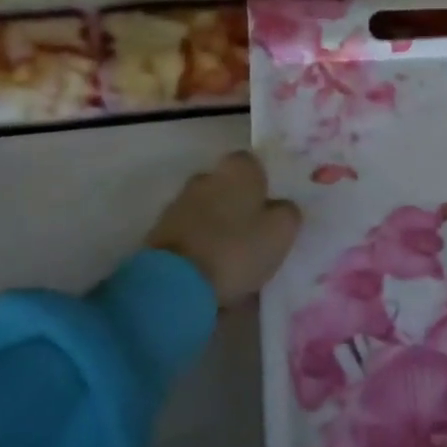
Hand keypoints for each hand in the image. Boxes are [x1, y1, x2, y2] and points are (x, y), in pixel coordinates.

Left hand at [145, 151, 301, 304]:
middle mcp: (205, 176)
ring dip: (219, 228)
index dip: (264, 185)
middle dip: (240, 206)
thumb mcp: (281, 231)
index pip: (255, 164)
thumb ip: (287, 212)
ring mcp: (179, 203)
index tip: (273, 210)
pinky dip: (201, 247)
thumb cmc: (236, 248)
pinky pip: (191, 234)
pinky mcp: (160, 231)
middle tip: (256, 236)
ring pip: (209, 211)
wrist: (174, 283)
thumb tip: (281, 207)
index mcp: (237, 169)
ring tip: (234, 262)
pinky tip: (212, 272)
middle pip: (229, 188)